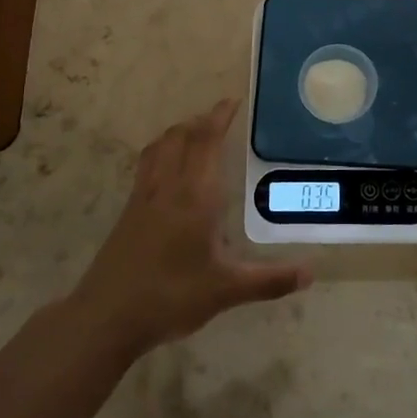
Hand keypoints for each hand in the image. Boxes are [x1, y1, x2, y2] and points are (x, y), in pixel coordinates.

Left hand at [70, 99, 311, 358]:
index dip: (219, 117)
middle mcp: (169, 186)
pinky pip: (147, 163)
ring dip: (179, 131)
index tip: (232, 102)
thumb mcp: (226, 290)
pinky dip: (161, 149)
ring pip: (161, 146)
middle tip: (220, 116)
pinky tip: (167, 167)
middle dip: (202, 121)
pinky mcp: (129, 210)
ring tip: (194, 131)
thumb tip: (309, 274)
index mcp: (196, 196)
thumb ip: (269, 280)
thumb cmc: (171, 297)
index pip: (207, 142)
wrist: (107, 315)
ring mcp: (144, 196)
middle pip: (182, 137)